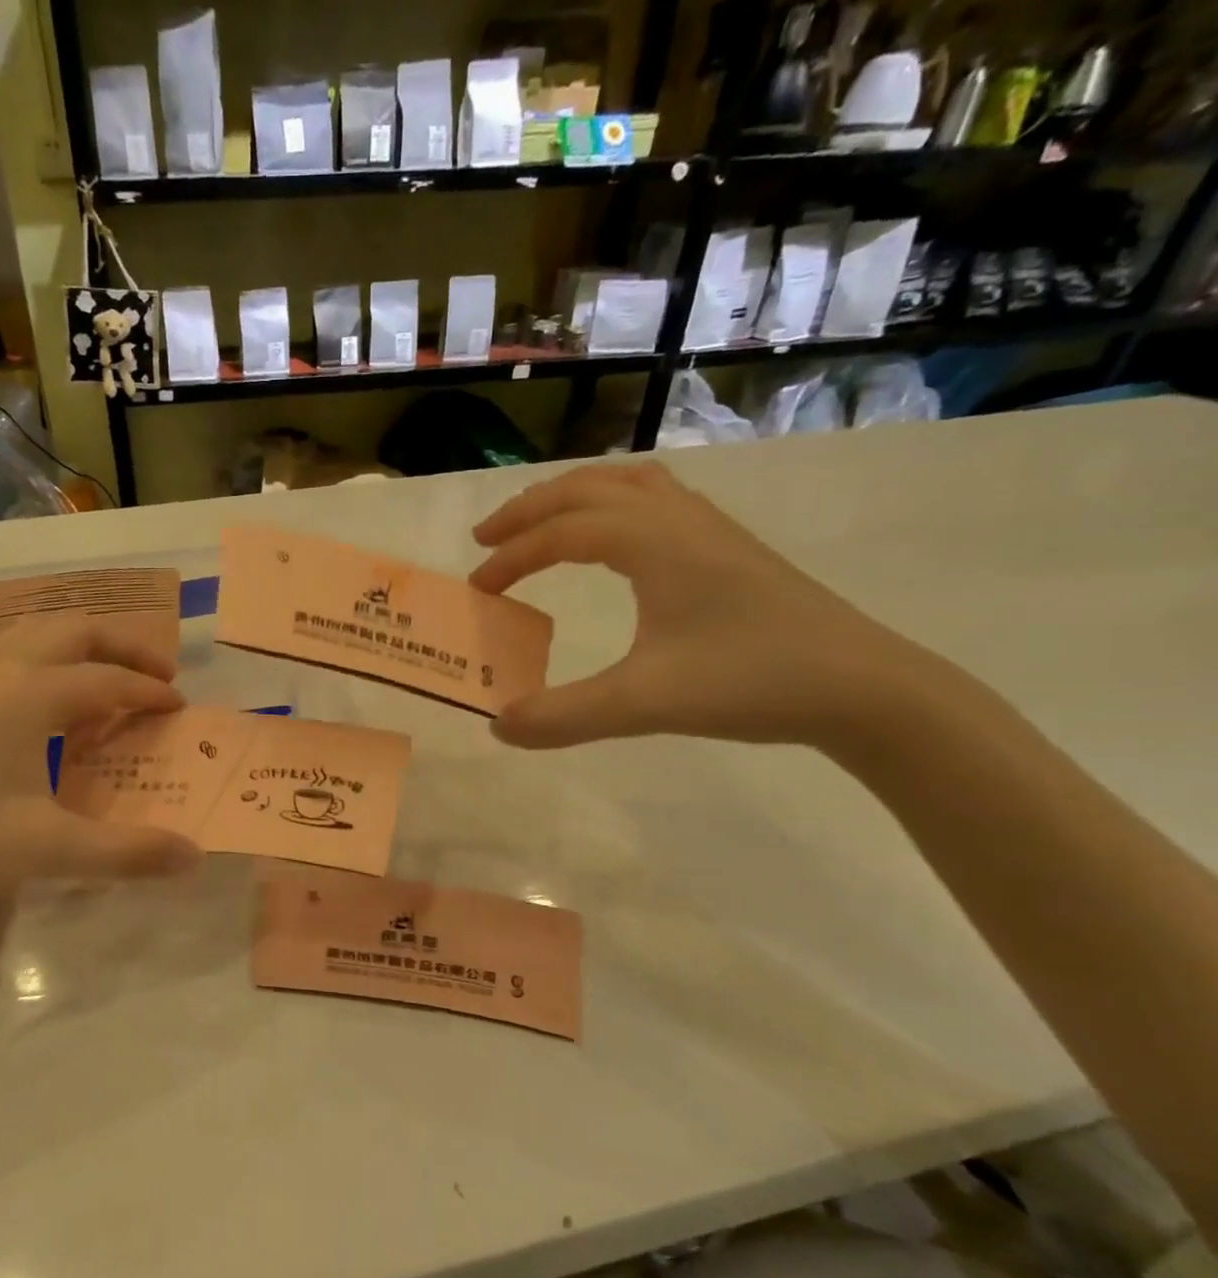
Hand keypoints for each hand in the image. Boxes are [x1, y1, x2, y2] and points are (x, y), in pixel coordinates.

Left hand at [0, 618, 202, 910]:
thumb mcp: (47, 850)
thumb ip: (126, 853)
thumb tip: (195, 857)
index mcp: (31, 694)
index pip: (108, 679)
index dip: (149, 692)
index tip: (179, 708)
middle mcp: (1, 669)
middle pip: (74, 630)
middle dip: (123, 645)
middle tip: (157, 674)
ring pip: (35, 632)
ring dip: (81, 642)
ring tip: (106, 673)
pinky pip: (7, 650)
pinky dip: (44, 655)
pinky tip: (41, 695)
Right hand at [470, 461, 934, 750]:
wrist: (862, 686)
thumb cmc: (751, 681)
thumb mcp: (645, 704)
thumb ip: (564, 716)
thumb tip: (498, 727)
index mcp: (655, 542)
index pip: (563, 532)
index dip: (513, 557)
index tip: (479, 590)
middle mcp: (679, 519)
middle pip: (588, 488)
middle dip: (530, 509)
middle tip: (487, 540)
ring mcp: (710, 529)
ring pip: (627, 485)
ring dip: (572, 498)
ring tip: (538, 527)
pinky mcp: (728, 549)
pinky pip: (655, 502)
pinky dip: (612, 507)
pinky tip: (610, 542)